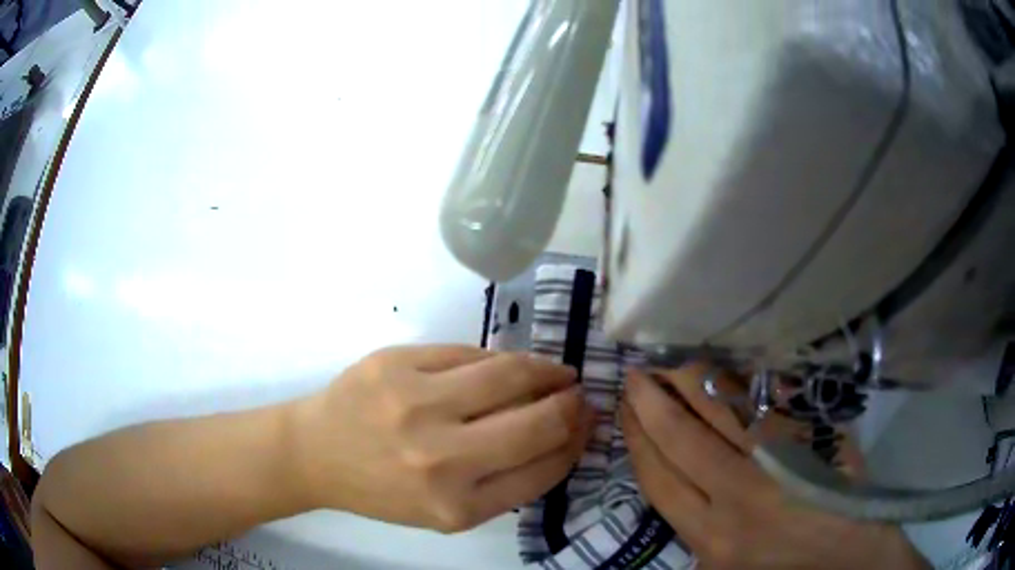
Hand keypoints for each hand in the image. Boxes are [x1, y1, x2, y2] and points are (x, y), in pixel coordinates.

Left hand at [290, 345, 592, 531]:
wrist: (317, 453)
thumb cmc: (383, 490)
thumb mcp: (446, 510)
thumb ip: (505, 482)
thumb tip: (562, 435)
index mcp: (457, 506)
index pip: (543, 469)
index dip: (575, 443)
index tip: (587, 426)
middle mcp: (441, 458)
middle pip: (537, 421)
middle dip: (572, 405)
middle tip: (579, 395)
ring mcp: (416, 404)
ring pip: (509, 374)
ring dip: (545, 371)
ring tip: (556, 373)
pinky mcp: (395, 363)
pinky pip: (468, 353)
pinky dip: (496, 360)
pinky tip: (505, 367)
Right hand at [621, 364, 928, 569]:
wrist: (852, 554)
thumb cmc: (786, 569)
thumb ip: (701, 538)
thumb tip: (679, 495)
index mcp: (712, 536)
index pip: (659, 480)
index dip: (638, 442)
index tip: (625, 412)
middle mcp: (735, 497)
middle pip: (682, 441)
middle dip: (652, 403)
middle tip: (635, 372)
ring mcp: (774, 463)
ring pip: (721, 414)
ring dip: (690, 384)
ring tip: (667, 360)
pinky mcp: (806, 440)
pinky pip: (763, 405)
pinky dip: (737, 383)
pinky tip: (721, 367)